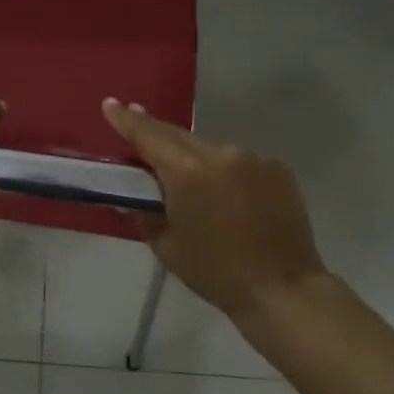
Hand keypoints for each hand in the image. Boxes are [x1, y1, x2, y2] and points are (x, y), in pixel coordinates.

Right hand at [103, 99, 330, 322]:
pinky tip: (228, 195)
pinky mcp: (277, 168)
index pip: (148, 135)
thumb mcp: (168, 247)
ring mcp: (253, 158)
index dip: (126, 119)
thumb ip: (144, 215)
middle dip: (155, 131)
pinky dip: (226, 171)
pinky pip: (240, 162)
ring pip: (210, 148)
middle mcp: (220, 154)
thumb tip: (127, 198)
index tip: (110, 103)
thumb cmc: (216, 273)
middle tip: (137, 121)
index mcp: (187, 173)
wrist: (283, 290)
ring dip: (194, 156)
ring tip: (187, 177)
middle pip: (178, 135)